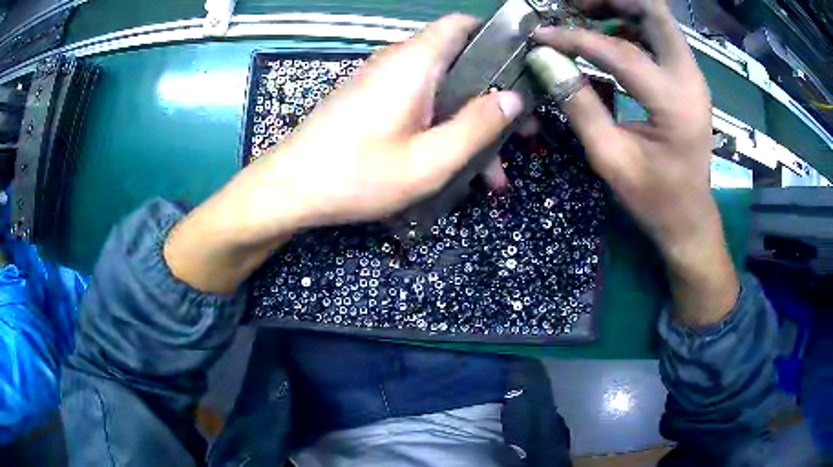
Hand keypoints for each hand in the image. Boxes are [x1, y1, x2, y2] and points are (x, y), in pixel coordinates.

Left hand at [241, 14, 522, 230]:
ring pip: (443, 90)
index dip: (496, 39)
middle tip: (521, 134)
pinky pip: (421, 105)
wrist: (290, 189)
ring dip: (471, 123)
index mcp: (415, 62)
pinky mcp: (374, 103)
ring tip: (494, 170)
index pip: (461, 25)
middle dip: (495, 96)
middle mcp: (400, 63)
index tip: (523, 70)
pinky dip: (444, 127)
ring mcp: (384, 83)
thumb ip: (476, 126)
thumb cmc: (356, 175)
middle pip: (460, 62)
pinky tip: (457, 166)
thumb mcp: (428, 160)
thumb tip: (513, 98)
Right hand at [534, 0, 737, 324]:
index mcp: (674, 103)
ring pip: (658, 20)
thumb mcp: (611, 159)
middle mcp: (690, 78)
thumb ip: (578, 105)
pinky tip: (609, 43)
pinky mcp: (688, 80)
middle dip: (611, 1)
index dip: (574, 39)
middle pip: (654, 11)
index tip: (540, 35)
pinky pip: (659, 38)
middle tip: (574, 7)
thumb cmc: (654, 198)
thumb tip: (544, 61)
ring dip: (621, 10)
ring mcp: (693, 76)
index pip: (620, 52)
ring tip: (585, 17)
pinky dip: (631, 30)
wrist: (691, 218)